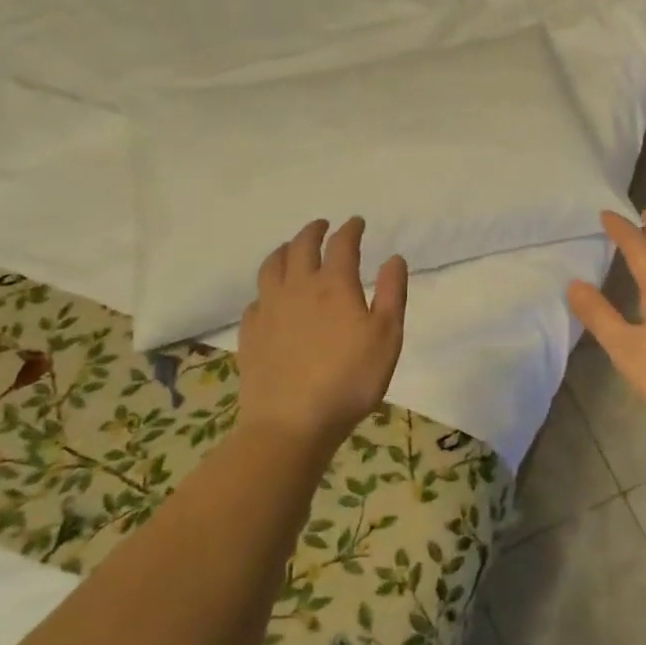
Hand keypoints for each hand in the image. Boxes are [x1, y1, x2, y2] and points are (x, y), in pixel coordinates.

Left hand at [237, 218, 407, 452]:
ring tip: (291, 248)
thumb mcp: (387, 337)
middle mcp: (298, 287)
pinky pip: (256, 298)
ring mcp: (269, 309)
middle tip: (323, 226)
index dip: (350, 229)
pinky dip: (267, 287)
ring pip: (272, 266)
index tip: (356, 222)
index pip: (342, 244)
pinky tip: (271, 296)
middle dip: (314, 231)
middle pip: (301, 246)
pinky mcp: (251, 332)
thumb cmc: (350, 380)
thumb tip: (394, 258)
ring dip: (284, 250)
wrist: (292, 422)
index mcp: (334, 285)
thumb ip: (392, 293)